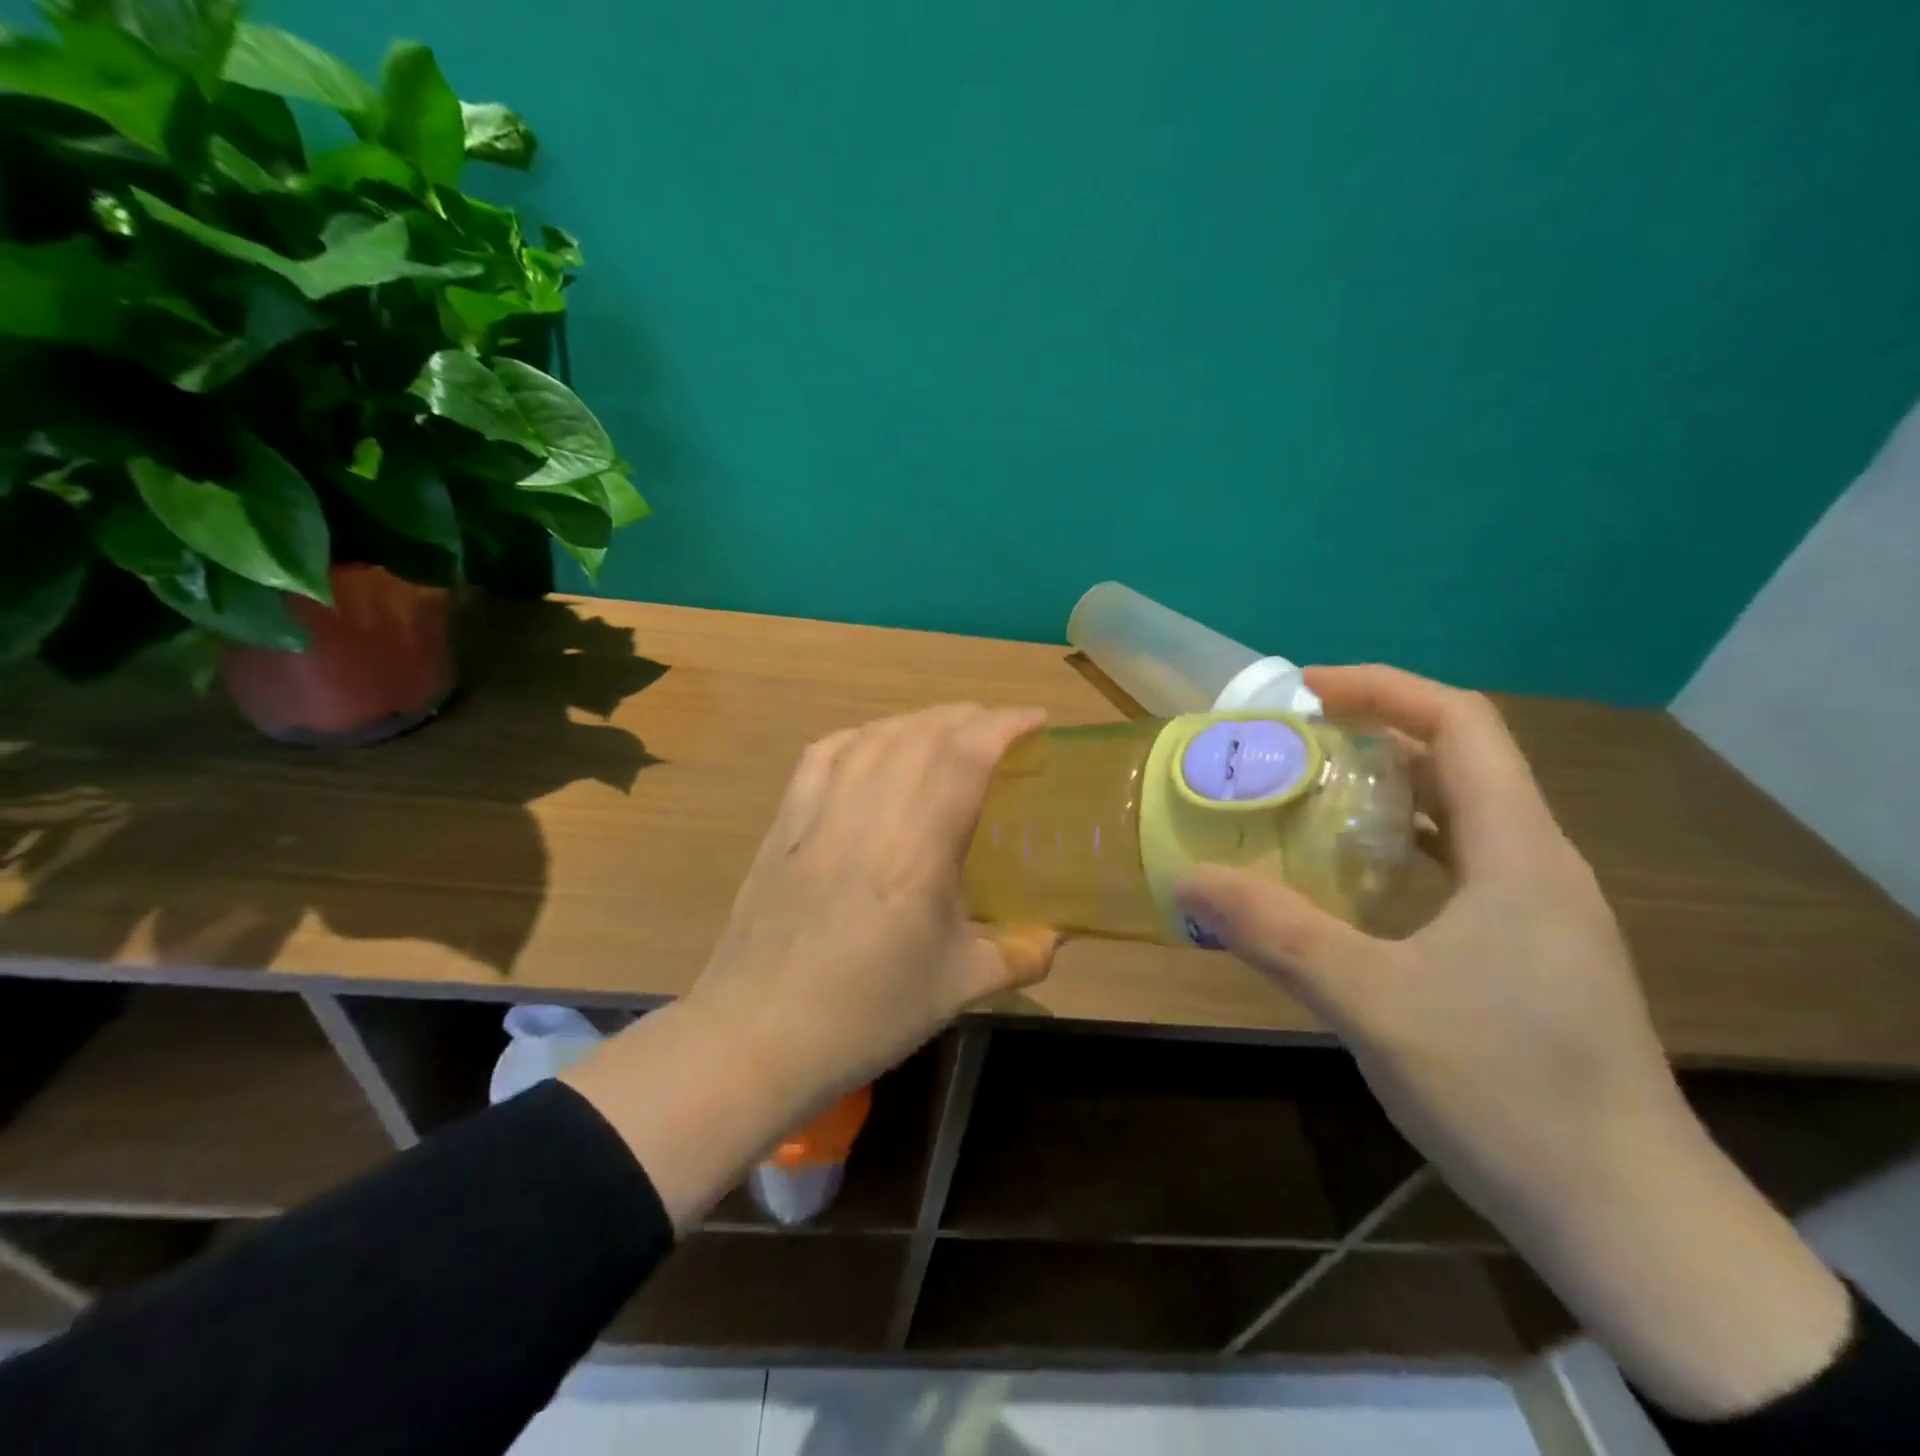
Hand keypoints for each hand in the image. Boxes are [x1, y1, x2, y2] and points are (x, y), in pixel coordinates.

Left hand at [567, 704, 1057, 1230]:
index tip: (1036, 719)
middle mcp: (868, 817)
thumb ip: (1017, 956)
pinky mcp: (784, 826)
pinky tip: (872, 743)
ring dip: (918, 721)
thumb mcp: (956, 990)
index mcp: (917, 853)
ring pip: (873, 738)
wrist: (757, 1037)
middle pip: (921, 735)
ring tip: (946, 729)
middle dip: (969, 717)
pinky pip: (820, 757)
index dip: (1004, 725)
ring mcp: (818, 815)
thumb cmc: (865, 1016)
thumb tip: (1055, 938)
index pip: (964, 758)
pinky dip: (858, 737)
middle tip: (1000, 728)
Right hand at [1176, 665, 1848, 1419]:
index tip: (1302, 691)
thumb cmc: (1506, 1092)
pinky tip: (1346, 879)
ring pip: (1456, 816)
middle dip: (1369, 736)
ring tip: (1302, 798)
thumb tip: (1187, 879)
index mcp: (1517, 851)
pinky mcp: (1528, 950)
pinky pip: (1456, 866)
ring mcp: (1538, 910)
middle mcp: (1536, 863)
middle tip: (1284, 746)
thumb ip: (1276, 933)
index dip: (1381, 689)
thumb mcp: (1372, 1002)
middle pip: (1457, 760)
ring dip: (1381, 793)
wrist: (1626, 1218)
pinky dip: (1397, 848)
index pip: (1459, 724)